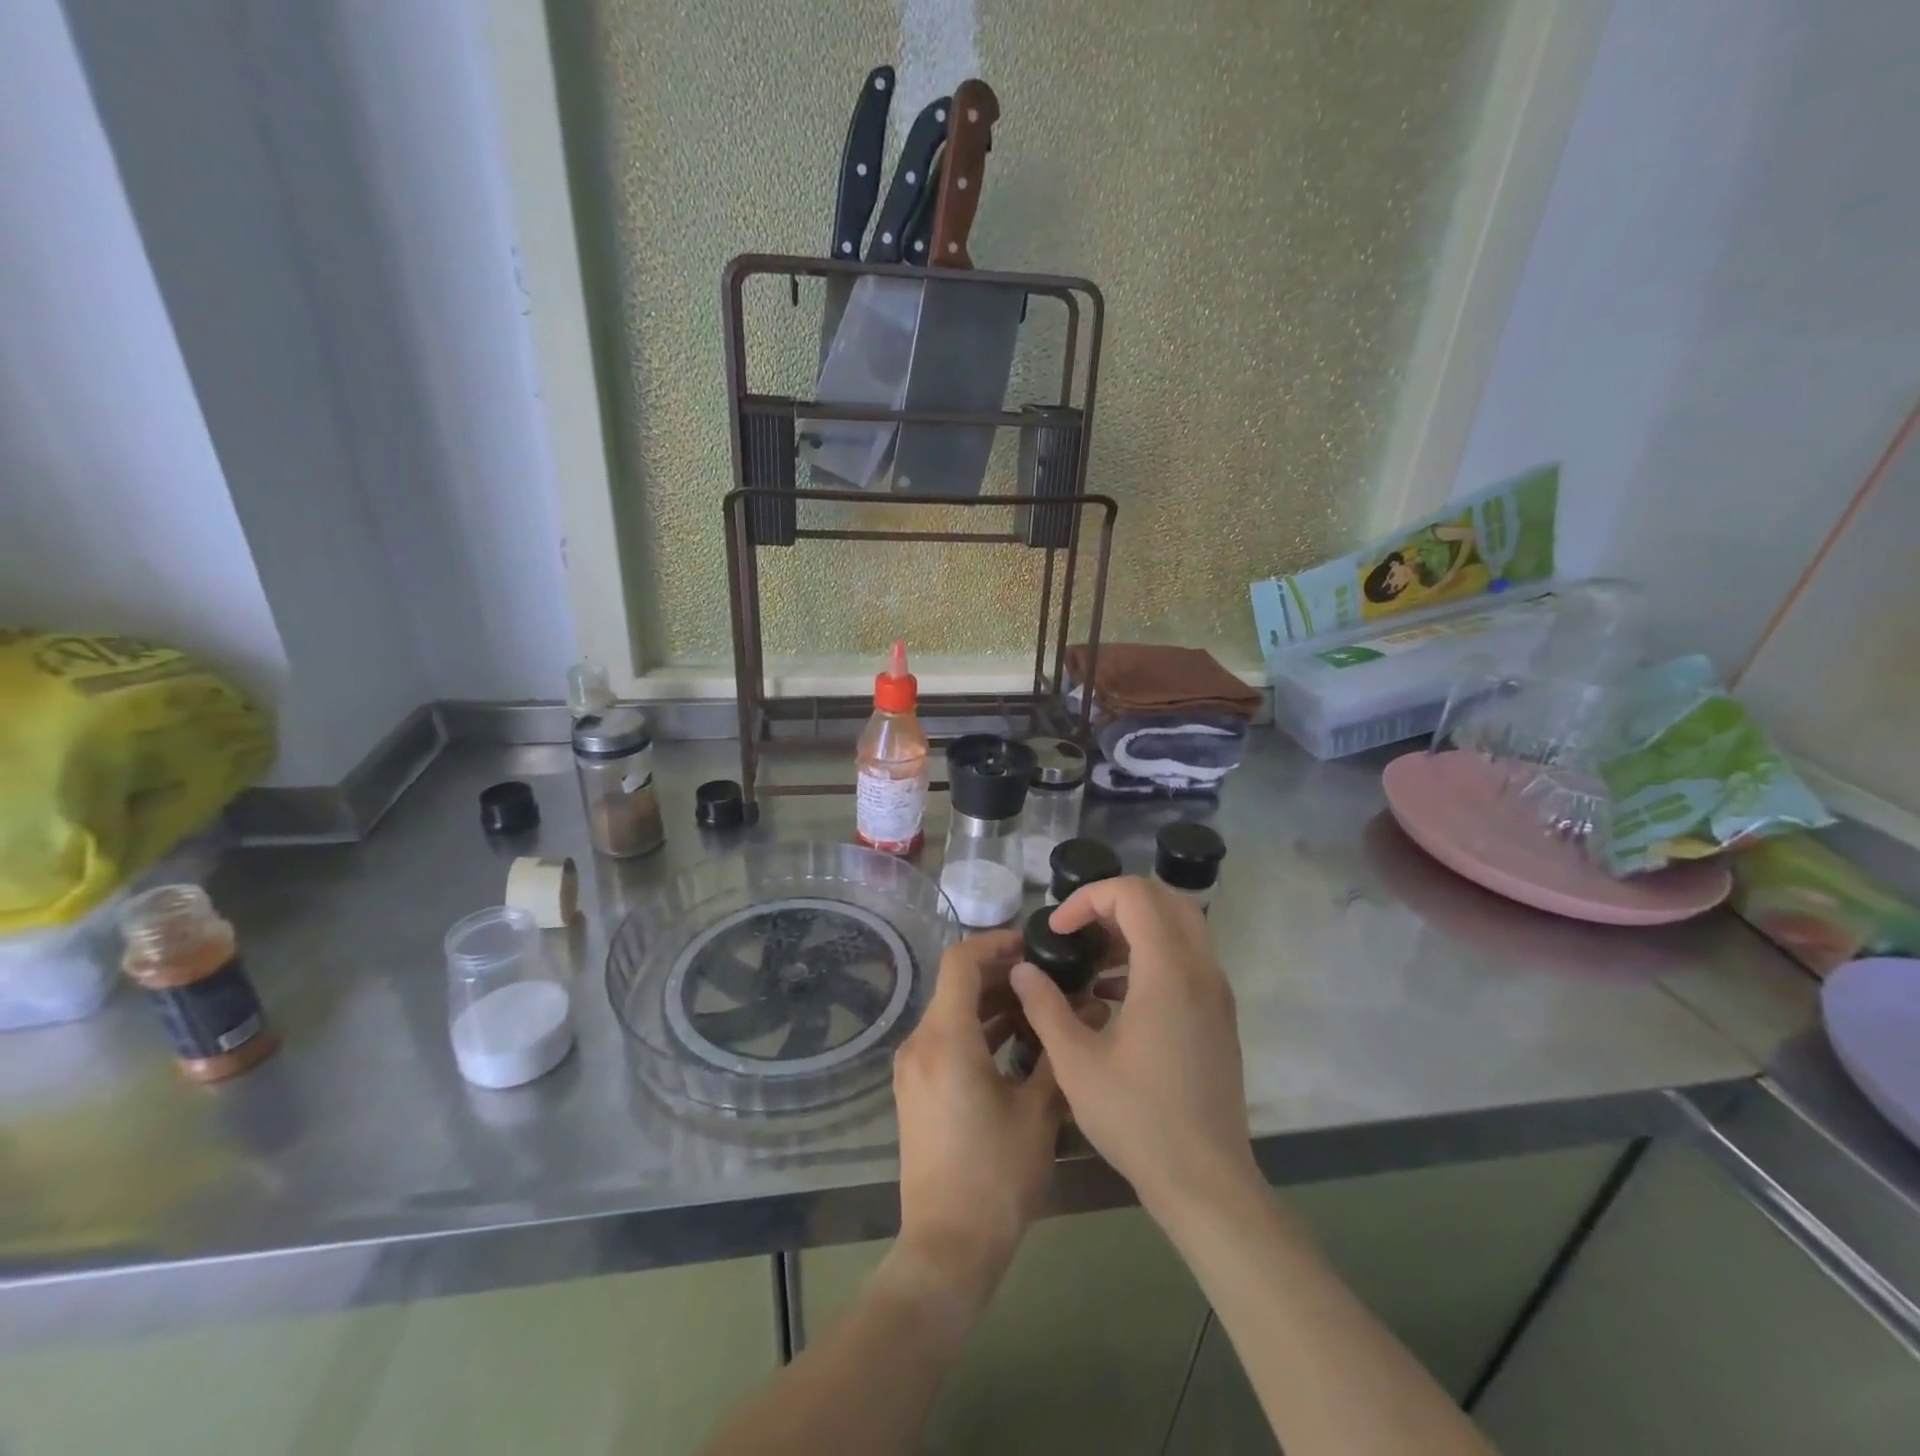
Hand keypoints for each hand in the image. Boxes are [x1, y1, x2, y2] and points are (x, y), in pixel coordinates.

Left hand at [891, 929, 1067, 1310]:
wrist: (946, 1247)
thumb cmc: (996, 1177)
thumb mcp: (1038, 1113)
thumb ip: (1057, 1052)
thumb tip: (1087, 1009)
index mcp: (946, 1039)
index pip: (961, 962)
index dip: (994, 943)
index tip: (1031, 943)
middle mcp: (920, 1043)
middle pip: (956, 985)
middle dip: (1000, 974)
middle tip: (1046, 976)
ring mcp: (913, 1067)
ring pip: (951, 1012)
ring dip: (990, 1003)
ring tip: (1038, 1005)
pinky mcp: (915, 1088)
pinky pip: (945, 1038)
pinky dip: (977, 1029)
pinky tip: (1015, 1041)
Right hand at [1010, 877, 1257, 1220]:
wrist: (1207, 1183)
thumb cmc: (1138, 1120)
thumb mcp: (1075, 1063)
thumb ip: (1045, 1006)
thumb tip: (1023, 968)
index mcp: (1167, 972)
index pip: (1133, 894)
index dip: (1088, 898)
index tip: (1058, 931)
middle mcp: (1200, 970)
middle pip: (1163, 898)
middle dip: (1113, 903)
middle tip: (1077, 931)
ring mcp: (1215, 992)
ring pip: (1179, 926)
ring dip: (1133, 928)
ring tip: (1090, 963)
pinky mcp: (1218, 1015)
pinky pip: (1186, 958)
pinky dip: (1151, 955)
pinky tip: (1113, 996)